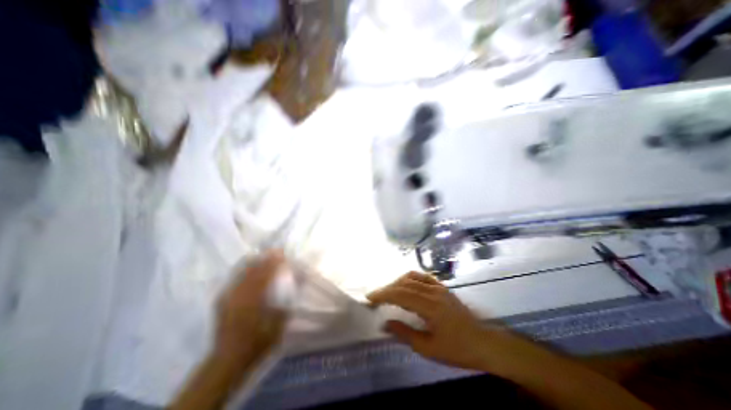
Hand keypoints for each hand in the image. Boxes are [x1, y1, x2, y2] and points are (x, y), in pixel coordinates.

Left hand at [215, 252, 287, 366]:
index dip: (274, 261)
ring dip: (254, 262)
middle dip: (265, 258)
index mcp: (255, 299)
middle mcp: (240, 294)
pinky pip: (234, 279)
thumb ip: (288, 301)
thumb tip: (297, 283)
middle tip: (275, 252)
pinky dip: (244, 271)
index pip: (266, 274)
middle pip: (253, 269)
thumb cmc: (259, 341)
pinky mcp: (222, 301)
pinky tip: (249, 270)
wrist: (228, 359)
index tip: (282, 253)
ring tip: (263, 256)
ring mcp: (228, 297)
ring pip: (242, 272)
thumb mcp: (279, 323)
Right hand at [368, 270, 499, 370]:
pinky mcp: (443, 287)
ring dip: (397, 282)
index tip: (370, 297)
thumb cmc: (459, 350)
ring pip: (412, 277)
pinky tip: (405, 285)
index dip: (383, 294)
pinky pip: (422, 277)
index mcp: (430, 307)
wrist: (485, 343)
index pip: (401, 294)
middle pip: (404, 284)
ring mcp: (439, 287)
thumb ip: (406, 334)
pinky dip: (410, 278)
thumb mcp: (430, 349)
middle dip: (387, 289)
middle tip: (375, 296)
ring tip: (388, 292)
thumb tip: (386, 323)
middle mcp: (433, 292)